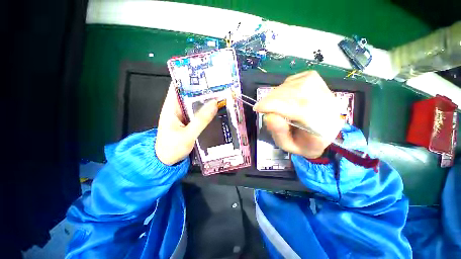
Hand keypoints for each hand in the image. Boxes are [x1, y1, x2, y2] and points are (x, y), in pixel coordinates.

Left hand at [155, 82, 217, 164]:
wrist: (166, 162)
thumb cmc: (172, 148)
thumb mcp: (187, 135)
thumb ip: (201, 120)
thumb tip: (214, 104)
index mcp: (171, 107)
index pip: (178, 86)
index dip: (190, 78)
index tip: (205, 75)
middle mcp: (177, 108)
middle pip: (190, 94)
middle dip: (203, 89)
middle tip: (219, 85)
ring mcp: (184, 115)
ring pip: (196, 104)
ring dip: (206, 100)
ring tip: (221, 95)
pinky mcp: (189, 122)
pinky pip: (199, 113)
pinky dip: (207, 110)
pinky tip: (217, 109)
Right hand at [253, 71, 342, 158]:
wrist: (321, 131)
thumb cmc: (303, 141)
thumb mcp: (288, 145)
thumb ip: (279, 133)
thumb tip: (268, 116)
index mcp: (323, 126)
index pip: (300, 109)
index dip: (276, 106)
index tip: (257, 108)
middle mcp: (327, 103)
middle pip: (296, 93)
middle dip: (272, 99)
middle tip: (261, 106)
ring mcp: (323, 88)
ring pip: (293, 85)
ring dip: (275, 94)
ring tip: (270, 104)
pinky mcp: (316, 80)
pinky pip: (293, 80)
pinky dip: (281, 88)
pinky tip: (280, 97)